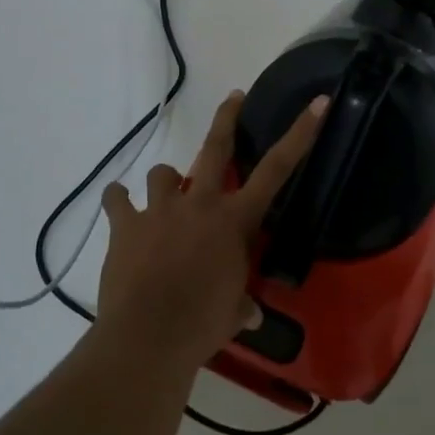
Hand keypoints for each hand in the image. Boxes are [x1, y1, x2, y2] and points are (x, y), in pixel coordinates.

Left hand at [95, 91, 327, 368]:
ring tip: (164, 194)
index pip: (277, 170)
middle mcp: (200, 203)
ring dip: (165, 181)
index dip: (300, 133)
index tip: (317, 102)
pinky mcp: (125, 224)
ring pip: (163, 173)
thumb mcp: (232, 314)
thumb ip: (242, 306)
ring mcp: (160, 210)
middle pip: (216, 148)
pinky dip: (118, 201)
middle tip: (234, 97)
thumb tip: (250, 315)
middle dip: (227, 118)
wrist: (148, 337)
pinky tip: (118, 205)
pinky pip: (117, 200)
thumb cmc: (202, 325)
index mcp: (235, 220)